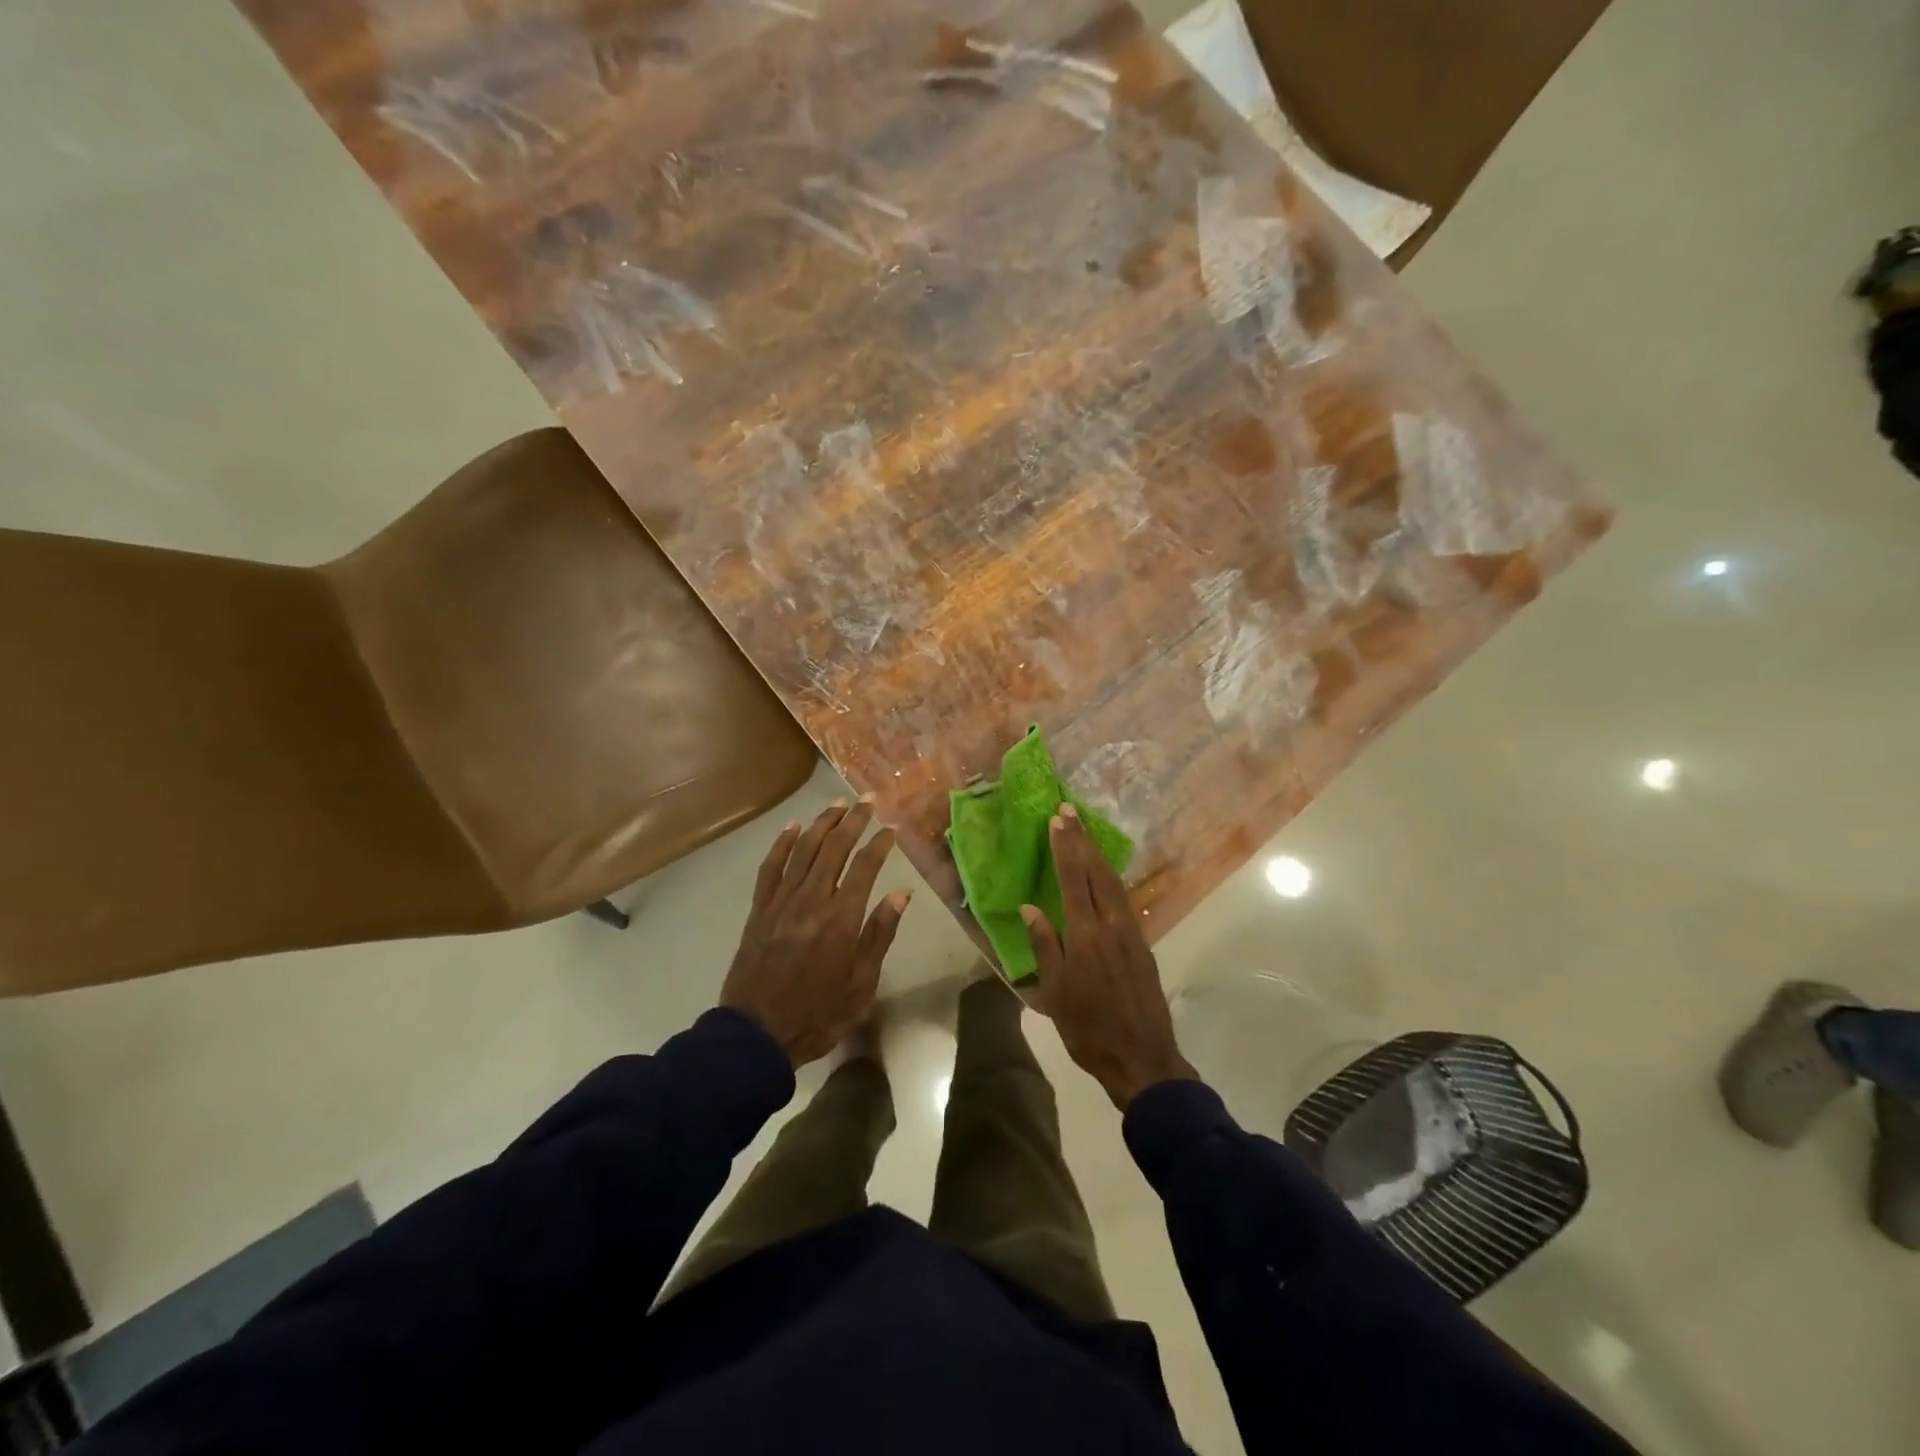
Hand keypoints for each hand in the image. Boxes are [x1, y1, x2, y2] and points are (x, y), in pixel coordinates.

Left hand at [721, 800, 908, 1066]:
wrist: (756, 1036)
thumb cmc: (818, 1015)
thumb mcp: (861, 985)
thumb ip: (879, 935)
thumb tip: (901, 894)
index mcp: (841, 919)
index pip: (864, 867)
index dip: (879, 844)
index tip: (891, 828)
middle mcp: (811, 901)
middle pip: (834, 848)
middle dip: (853, 821)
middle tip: (867, 800)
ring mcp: (781, 903)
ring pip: (803, 850)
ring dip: (822, 824)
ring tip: (837, 804)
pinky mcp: (760, 910)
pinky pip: (770, 868)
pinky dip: (782, 844)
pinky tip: (793, 827)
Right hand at [1023, 805, 1197, 1110]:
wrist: (1142, 1057)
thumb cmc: (1088, 1028)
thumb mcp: (1055, 992)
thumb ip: (1044, 946)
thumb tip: (1030, 909)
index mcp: (1086, 934)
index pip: (1073, 879)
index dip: (1065, 847)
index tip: (1057, 820)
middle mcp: (1112, 925)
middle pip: (1097, 872)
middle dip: (1082, 840)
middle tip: (1069, 812)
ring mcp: (1132, 934)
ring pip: (1114, 883)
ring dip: (1098, 855)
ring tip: (1085, 834)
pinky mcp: (1143, 946)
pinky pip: (1124, 900)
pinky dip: (1110, 878)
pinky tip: (1105, 876)